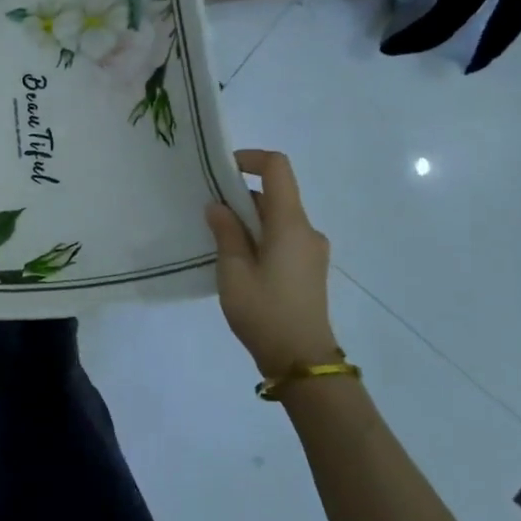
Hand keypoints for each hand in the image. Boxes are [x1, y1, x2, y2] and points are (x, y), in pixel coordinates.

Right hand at [206, 149, 339, 379]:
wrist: (302, 361)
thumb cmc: (265, 312)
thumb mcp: (234, 271)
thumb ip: (226, 233)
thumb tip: (218, 207)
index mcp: (290, 224)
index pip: (277, 168)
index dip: (250, 159)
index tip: (222, 170)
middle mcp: (306, 230)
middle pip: (276, 194)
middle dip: (241, 195)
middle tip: (208, 212)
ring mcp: (311, 250)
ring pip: (278, 218)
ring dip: (249, 219)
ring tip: (218, 240)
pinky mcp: (309, 269)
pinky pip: (283, 237)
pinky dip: (260, 236)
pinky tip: (238, 261)